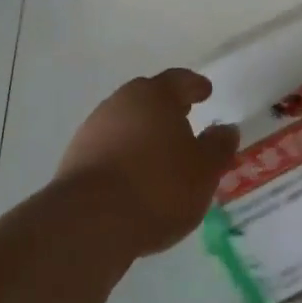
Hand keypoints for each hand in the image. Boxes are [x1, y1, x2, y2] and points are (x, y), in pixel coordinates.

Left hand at [55, 70, 239, 256]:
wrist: (90, 222)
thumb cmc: (159, 187)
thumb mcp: (204, 170)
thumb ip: (217, 147)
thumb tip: (225, 129)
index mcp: (154, 96)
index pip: (178, 80)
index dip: (194, 85)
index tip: (205, 91)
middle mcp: (120, 103)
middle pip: (147, 98)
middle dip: (166, 107)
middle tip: (184, 118)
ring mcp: (93, 129)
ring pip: (125, 122)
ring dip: (143, 133)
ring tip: (161, 153)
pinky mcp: (76, 157)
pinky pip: (109, 147)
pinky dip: (125, 154)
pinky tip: (135, 176)